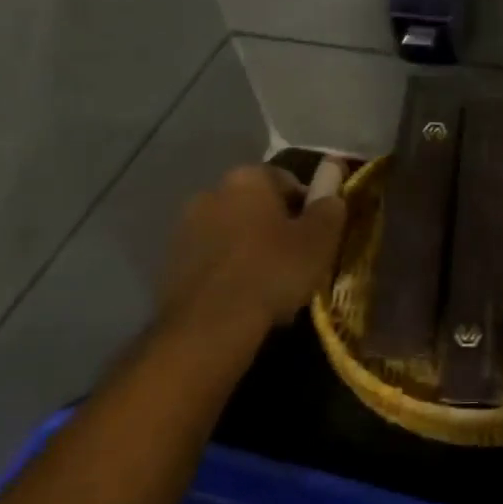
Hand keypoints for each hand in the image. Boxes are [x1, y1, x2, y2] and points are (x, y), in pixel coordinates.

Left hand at [163, 165, 346, 336]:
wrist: (210, 325)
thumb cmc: (273, 271)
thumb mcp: (319, 240)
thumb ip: (329, 208)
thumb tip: (332, 193)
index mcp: (248, 178)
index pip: (287, 180)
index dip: (308, 206)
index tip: (317, 235)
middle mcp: (212, 191)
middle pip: (256, 204)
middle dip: (275, 226)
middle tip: (296, 259)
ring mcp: (185, 226)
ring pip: (232, 231)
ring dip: (249, 247)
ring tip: (270, 283)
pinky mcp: (170, 261)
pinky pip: (212, 257)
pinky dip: (227, 269)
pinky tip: (243, 296)